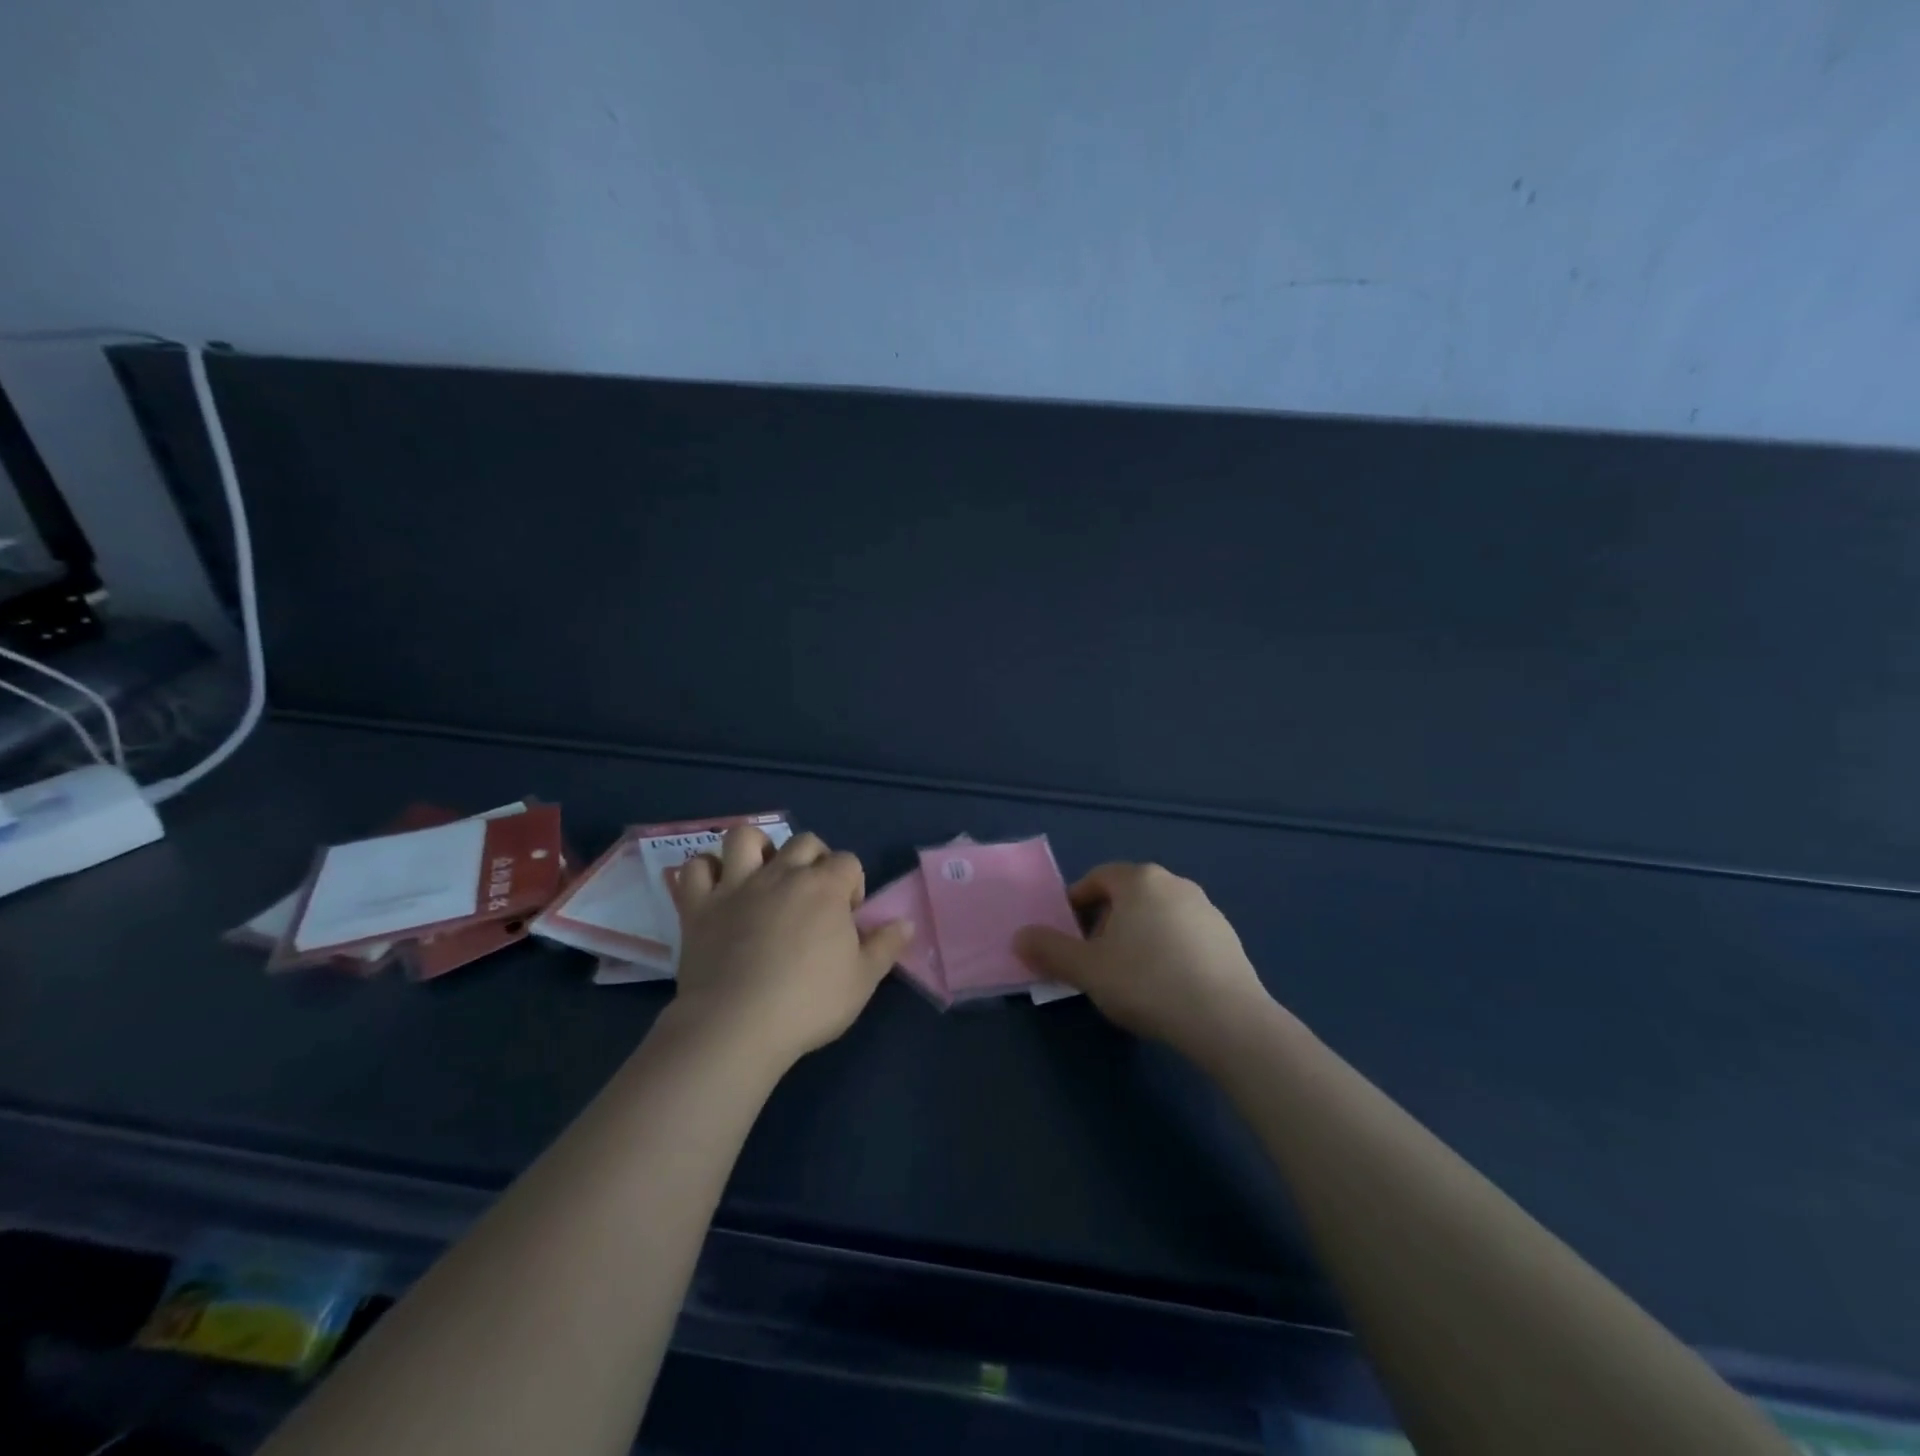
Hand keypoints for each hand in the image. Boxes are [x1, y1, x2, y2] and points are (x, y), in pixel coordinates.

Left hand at [666, 826, 913, 1069]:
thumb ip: (886, 946)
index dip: (852, 886)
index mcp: (825, 887)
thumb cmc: (808, 1003)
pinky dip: (706, 871)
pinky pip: (696, 868)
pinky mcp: (700, 905)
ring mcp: (737, 885)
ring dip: (757, 849)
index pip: (848, 862)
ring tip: (763, 875)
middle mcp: (782, 873)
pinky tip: (717, 889)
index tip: (847, 918)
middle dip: (814, 861)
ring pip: (745, 837)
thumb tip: (905, 922)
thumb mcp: (863, 980)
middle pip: (804, 842)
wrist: (737, 1026)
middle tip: (812, 898)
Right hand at [1013, 862, 1274, 1064]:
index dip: (1076, 904)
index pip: (1097, 879)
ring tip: (1130, 977)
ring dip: (1137, 937)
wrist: (1226, 1020)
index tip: (1068, 936)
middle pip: (1128, 896)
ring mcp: (1206, 909)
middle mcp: (1175, 883)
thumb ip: (1049, 950)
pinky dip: (1167, 951)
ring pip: (1157, 915)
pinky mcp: (1228, 938)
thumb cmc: (1146, 982)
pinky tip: (1166, 987)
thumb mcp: (1087, 969)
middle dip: (1105, 923)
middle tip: (1095, 960)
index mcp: (1139, 880)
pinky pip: (1184, 936)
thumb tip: (1019, 937)